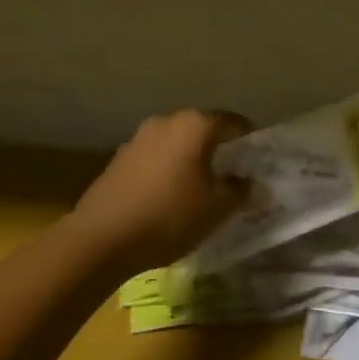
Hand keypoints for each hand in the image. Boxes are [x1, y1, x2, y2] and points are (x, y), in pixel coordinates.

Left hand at [69, 110, 251, 270]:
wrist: (100, 239)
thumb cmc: (169, 217)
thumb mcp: (216, 209)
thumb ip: (241, 193)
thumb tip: (258, 186)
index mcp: (196, 125)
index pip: (233, 122)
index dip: (249, 137)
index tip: (257, 156)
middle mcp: (168, 121)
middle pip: (202, 127)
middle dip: (218, 146)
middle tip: (231, 171)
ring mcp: (139, 137)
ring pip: (176, 141)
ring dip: (189, 156)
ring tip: (199, 184)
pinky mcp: (119, 157)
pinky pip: (154, 155)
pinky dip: (167, 167)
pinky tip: (167, 193)